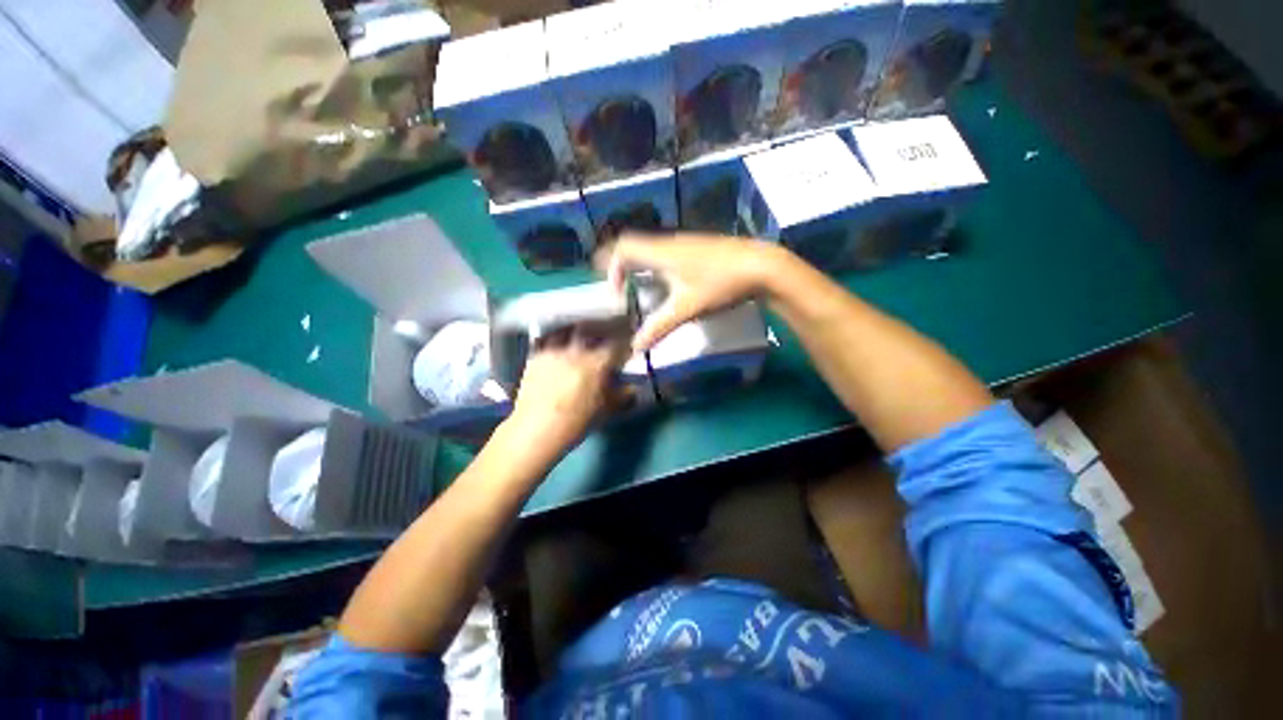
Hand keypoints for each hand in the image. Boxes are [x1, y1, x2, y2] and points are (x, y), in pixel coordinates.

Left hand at [507, 325, 627, 454]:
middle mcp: (576, 349)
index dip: (626, 343)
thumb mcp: (606, 411)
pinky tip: (558, 346)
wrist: (537, 428)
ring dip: (579, 330)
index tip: (628, 346)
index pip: (619, 342)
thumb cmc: (575, 423)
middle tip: (607, 338)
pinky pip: (548, 337)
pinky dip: (556, 338)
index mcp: (598, 362)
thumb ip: (622, 396)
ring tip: (582, 337)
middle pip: (594, 328)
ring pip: (570, 328)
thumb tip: (632, 389)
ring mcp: (554, 349)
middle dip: (603, 330)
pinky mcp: (535, 354)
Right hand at [604, 233, 785, 349]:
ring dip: (641, 264)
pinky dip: (658, 264)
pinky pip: (668, 251)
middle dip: (621, 264)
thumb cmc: (720, 284)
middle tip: (617, 287)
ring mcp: (687, 242)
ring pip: (653, 248)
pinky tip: (670, 283)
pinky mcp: (701, 246)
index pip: (623, 247)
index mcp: (661, 252)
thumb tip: (635, 348)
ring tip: (640, 288)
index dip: (611, 267)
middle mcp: (670, 242)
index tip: (615, 293)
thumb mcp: (687, 309)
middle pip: (636, 245)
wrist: (762, 265)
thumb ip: (659, 328)